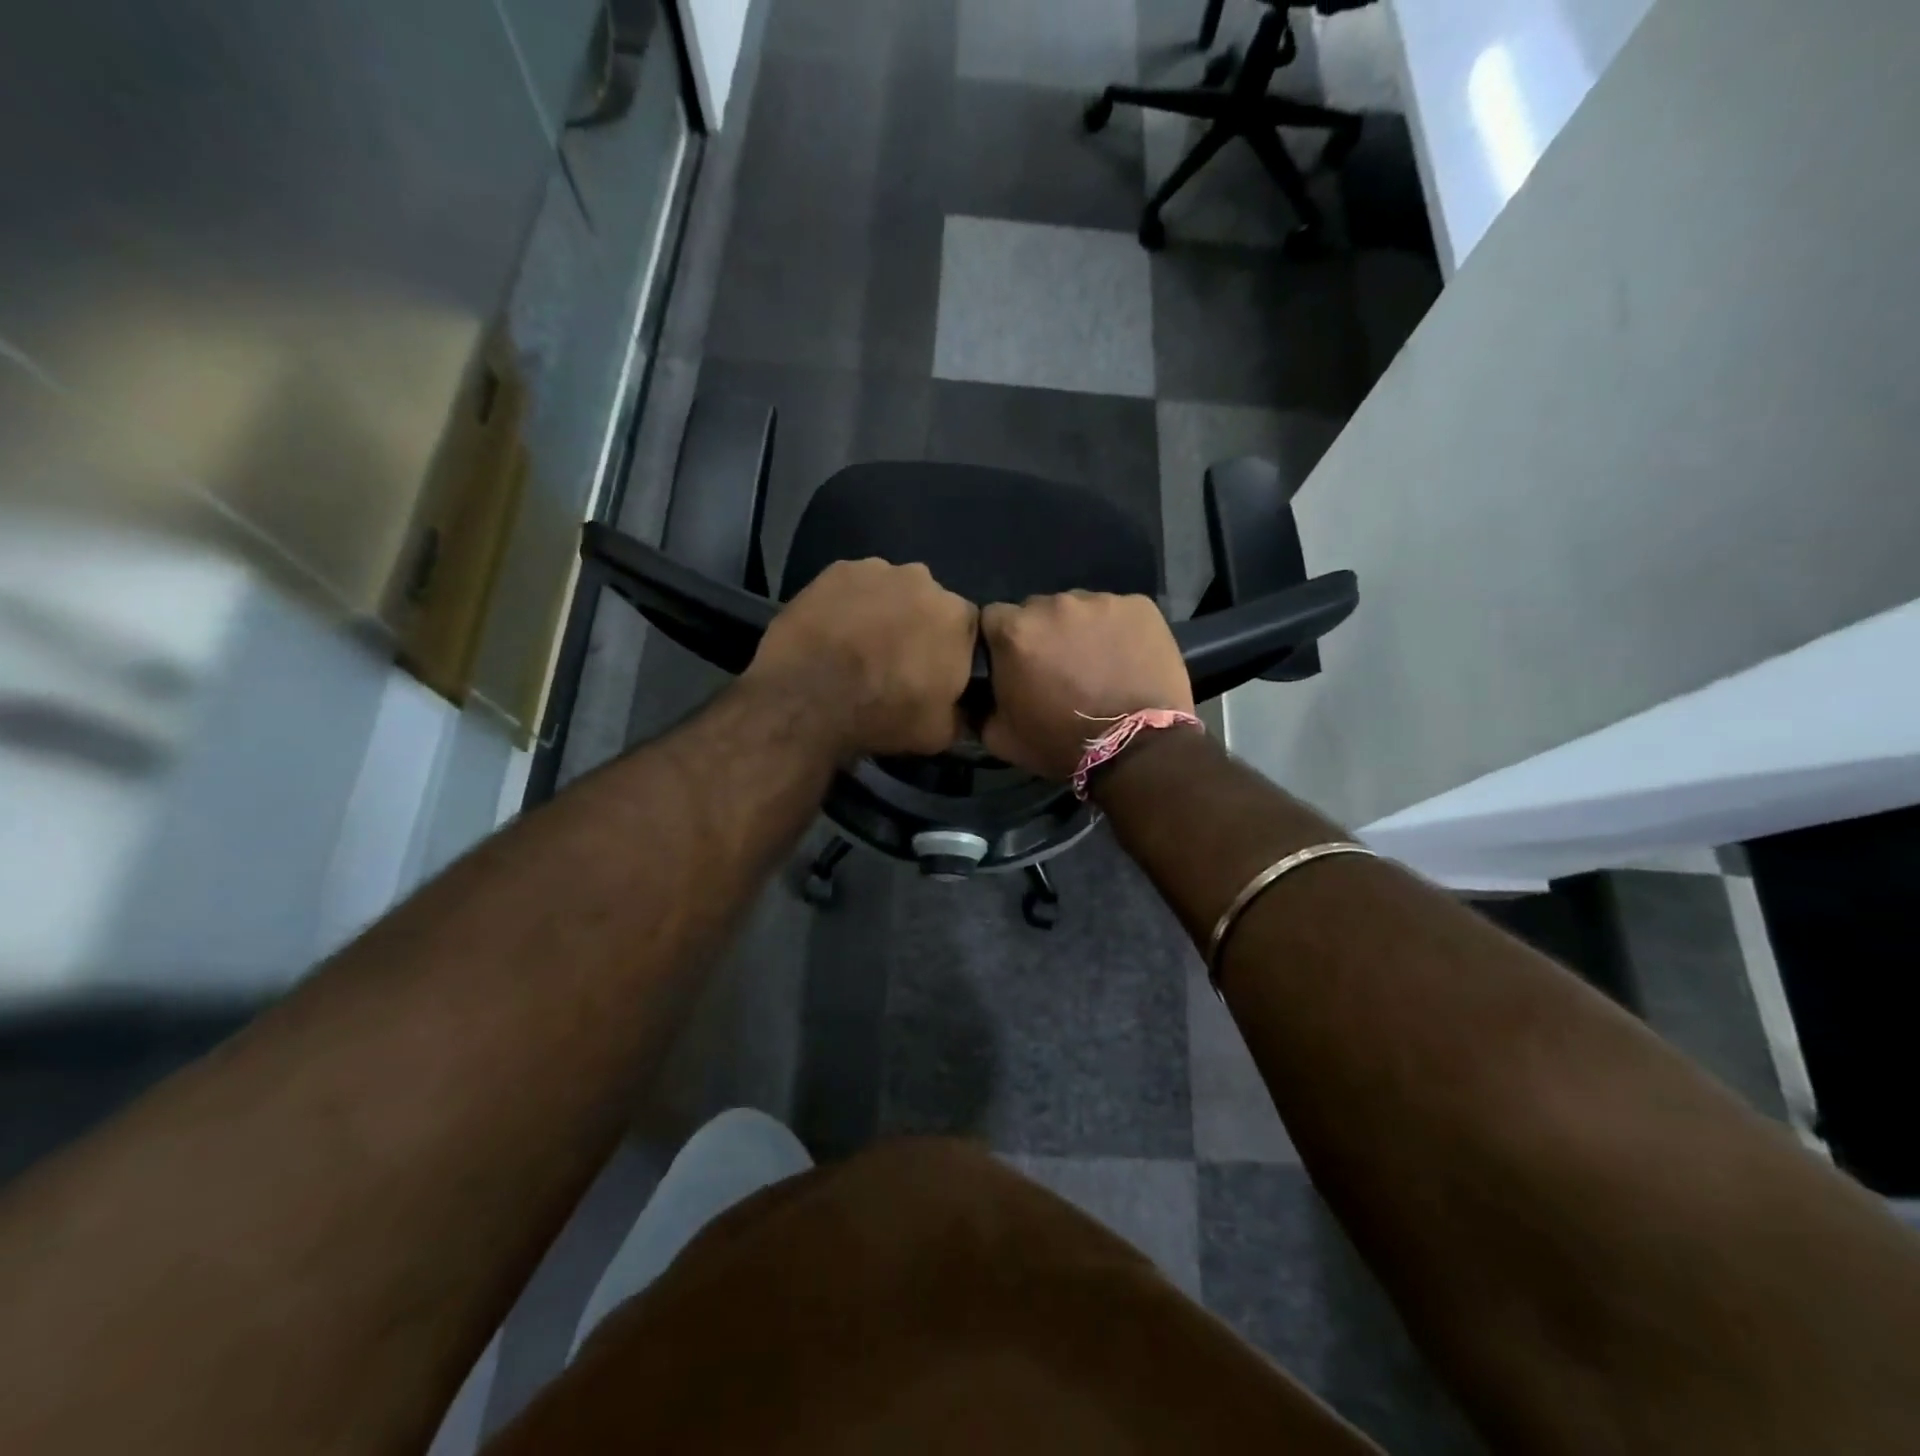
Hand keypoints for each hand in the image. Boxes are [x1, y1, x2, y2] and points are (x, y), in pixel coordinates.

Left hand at [746, 558, 977, 758]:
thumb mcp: (940, 733)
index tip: (931, 673)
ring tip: (858, 646)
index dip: (949, 652)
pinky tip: (833, 631)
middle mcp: (924, 581)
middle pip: (928, 603)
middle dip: (917, 626)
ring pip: (891, 590)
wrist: (808, 698)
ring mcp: (878, 570)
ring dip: (883, 612)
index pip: (966, 630)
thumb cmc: (883, 715)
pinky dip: (849, 604)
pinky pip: (853, 587)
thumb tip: (962, 710)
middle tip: (893, 660)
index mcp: (957, 617)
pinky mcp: (837, 569)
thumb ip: (961, 714)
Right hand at [980, 592, 1193, 780]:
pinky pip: (1118, 612)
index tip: (1015, 664)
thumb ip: (979, 707)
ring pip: (1079, 609)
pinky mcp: (1139, 605)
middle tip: (1058, 668)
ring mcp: (1099, 601)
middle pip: (1037, 610)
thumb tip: (975, 696)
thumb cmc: (1061, 743)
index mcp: (1014, 631)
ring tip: (1097, 665)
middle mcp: (1053, 604)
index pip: (994, 619)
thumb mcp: (1000, 737)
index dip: (1002, 641)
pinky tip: (1126, 659)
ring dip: (1080, 631)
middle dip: (1042, 634)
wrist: (1137, 748)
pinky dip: (1117, 631)